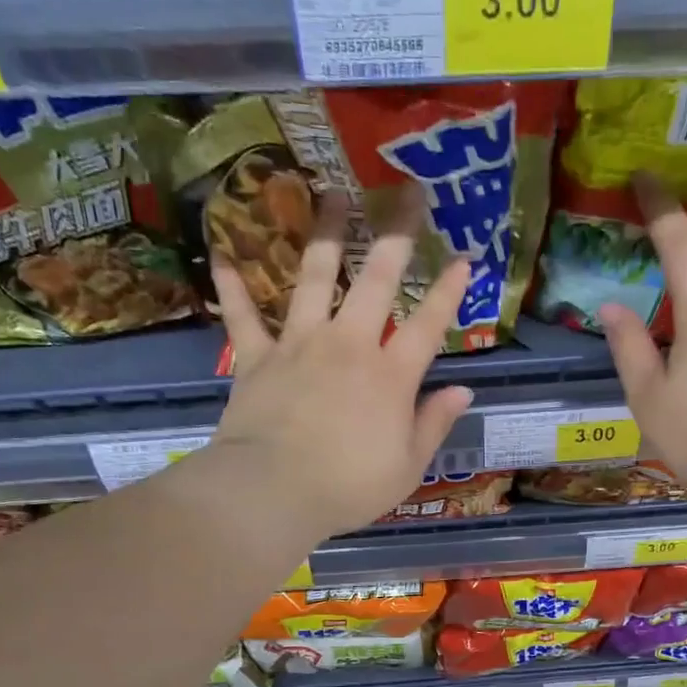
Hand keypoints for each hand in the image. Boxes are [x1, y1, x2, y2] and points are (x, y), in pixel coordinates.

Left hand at [209, 191, 473, 541]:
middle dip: (398, 235)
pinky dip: (233, 286)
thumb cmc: (348, 487)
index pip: (428, 325)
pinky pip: (243, 315)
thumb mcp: (407, 466)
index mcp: (390, 376)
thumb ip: (434, 424)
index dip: (449, 291)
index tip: (464, 258)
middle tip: (409, 195)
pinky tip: (222, 253)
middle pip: (377, 280)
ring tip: (333, 196)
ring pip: (313, 277)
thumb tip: (463, 390)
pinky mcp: (256, 357)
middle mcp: (348, 346)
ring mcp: (299, 345)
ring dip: (326, 235)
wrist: (273, 491)